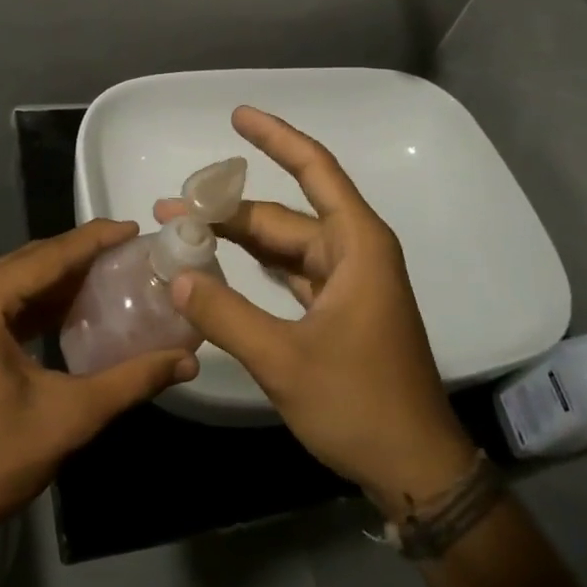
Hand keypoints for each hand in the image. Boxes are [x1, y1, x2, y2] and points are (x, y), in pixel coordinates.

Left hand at [0, 220, 199, 553]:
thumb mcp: (71, 416)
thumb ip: (132, 380)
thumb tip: (187, 360)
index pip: (45, 258)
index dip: (93, 240)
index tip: (132, 228)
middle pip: (25, 263)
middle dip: (76, 256)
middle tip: (125, 252)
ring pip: (9, 282)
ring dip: (54, 279)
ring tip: (105, 272)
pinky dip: (30, 303)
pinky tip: (66, 307)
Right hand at [158, 107, 479, 516]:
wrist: (415, 469)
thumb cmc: (360, 404)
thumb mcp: (285, 360)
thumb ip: (226, 315)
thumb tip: (178, 275)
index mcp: (356, 245)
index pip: (314, 170)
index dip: (276, 138)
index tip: (237, 116)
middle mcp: (354, 252)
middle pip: (284, 214)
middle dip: (228, 208)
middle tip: (171, 209)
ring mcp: (348, 282)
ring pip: (284, 244)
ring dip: (238, 238)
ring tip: (185, 232)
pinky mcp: (338, 310)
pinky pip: (290, 272)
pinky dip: (255, 267)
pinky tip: (220, 266)